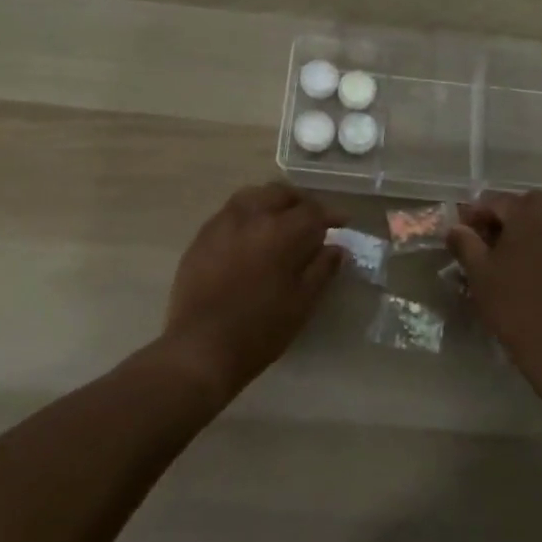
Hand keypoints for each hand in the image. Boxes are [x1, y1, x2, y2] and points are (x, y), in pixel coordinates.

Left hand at [157, 182, 341, 400]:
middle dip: (300, 203)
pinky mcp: (201, 237)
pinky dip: (247, 214)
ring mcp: (222, 224)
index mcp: (280, 232)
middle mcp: (251, 217)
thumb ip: (322, 269)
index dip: (330, 215)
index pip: (312, 211)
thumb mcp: (302, 303)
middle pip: (280, 194)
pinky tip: (250, 235)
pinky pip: (229, 212)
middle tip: (310, 220)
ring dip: (271, 202)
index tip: (341, 223)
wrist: (201, 348)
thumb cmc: (260, 330)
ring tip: (279, 221)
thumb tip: (337, 247)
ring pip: (252, 196)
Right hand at [447, 191, 541, 390]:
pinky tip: (540, 276)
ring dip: (532, 231)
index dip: (476, 213)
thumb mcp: (480, 276)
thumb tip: (456, 227)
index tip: (463, 232)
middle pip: (531, 204)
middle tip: (492, 239)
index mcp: (528, 217)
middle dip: (509, 215)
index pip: (497, 201)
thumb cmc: (516, 308)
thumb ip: (465, 245)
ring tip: (515, 258)